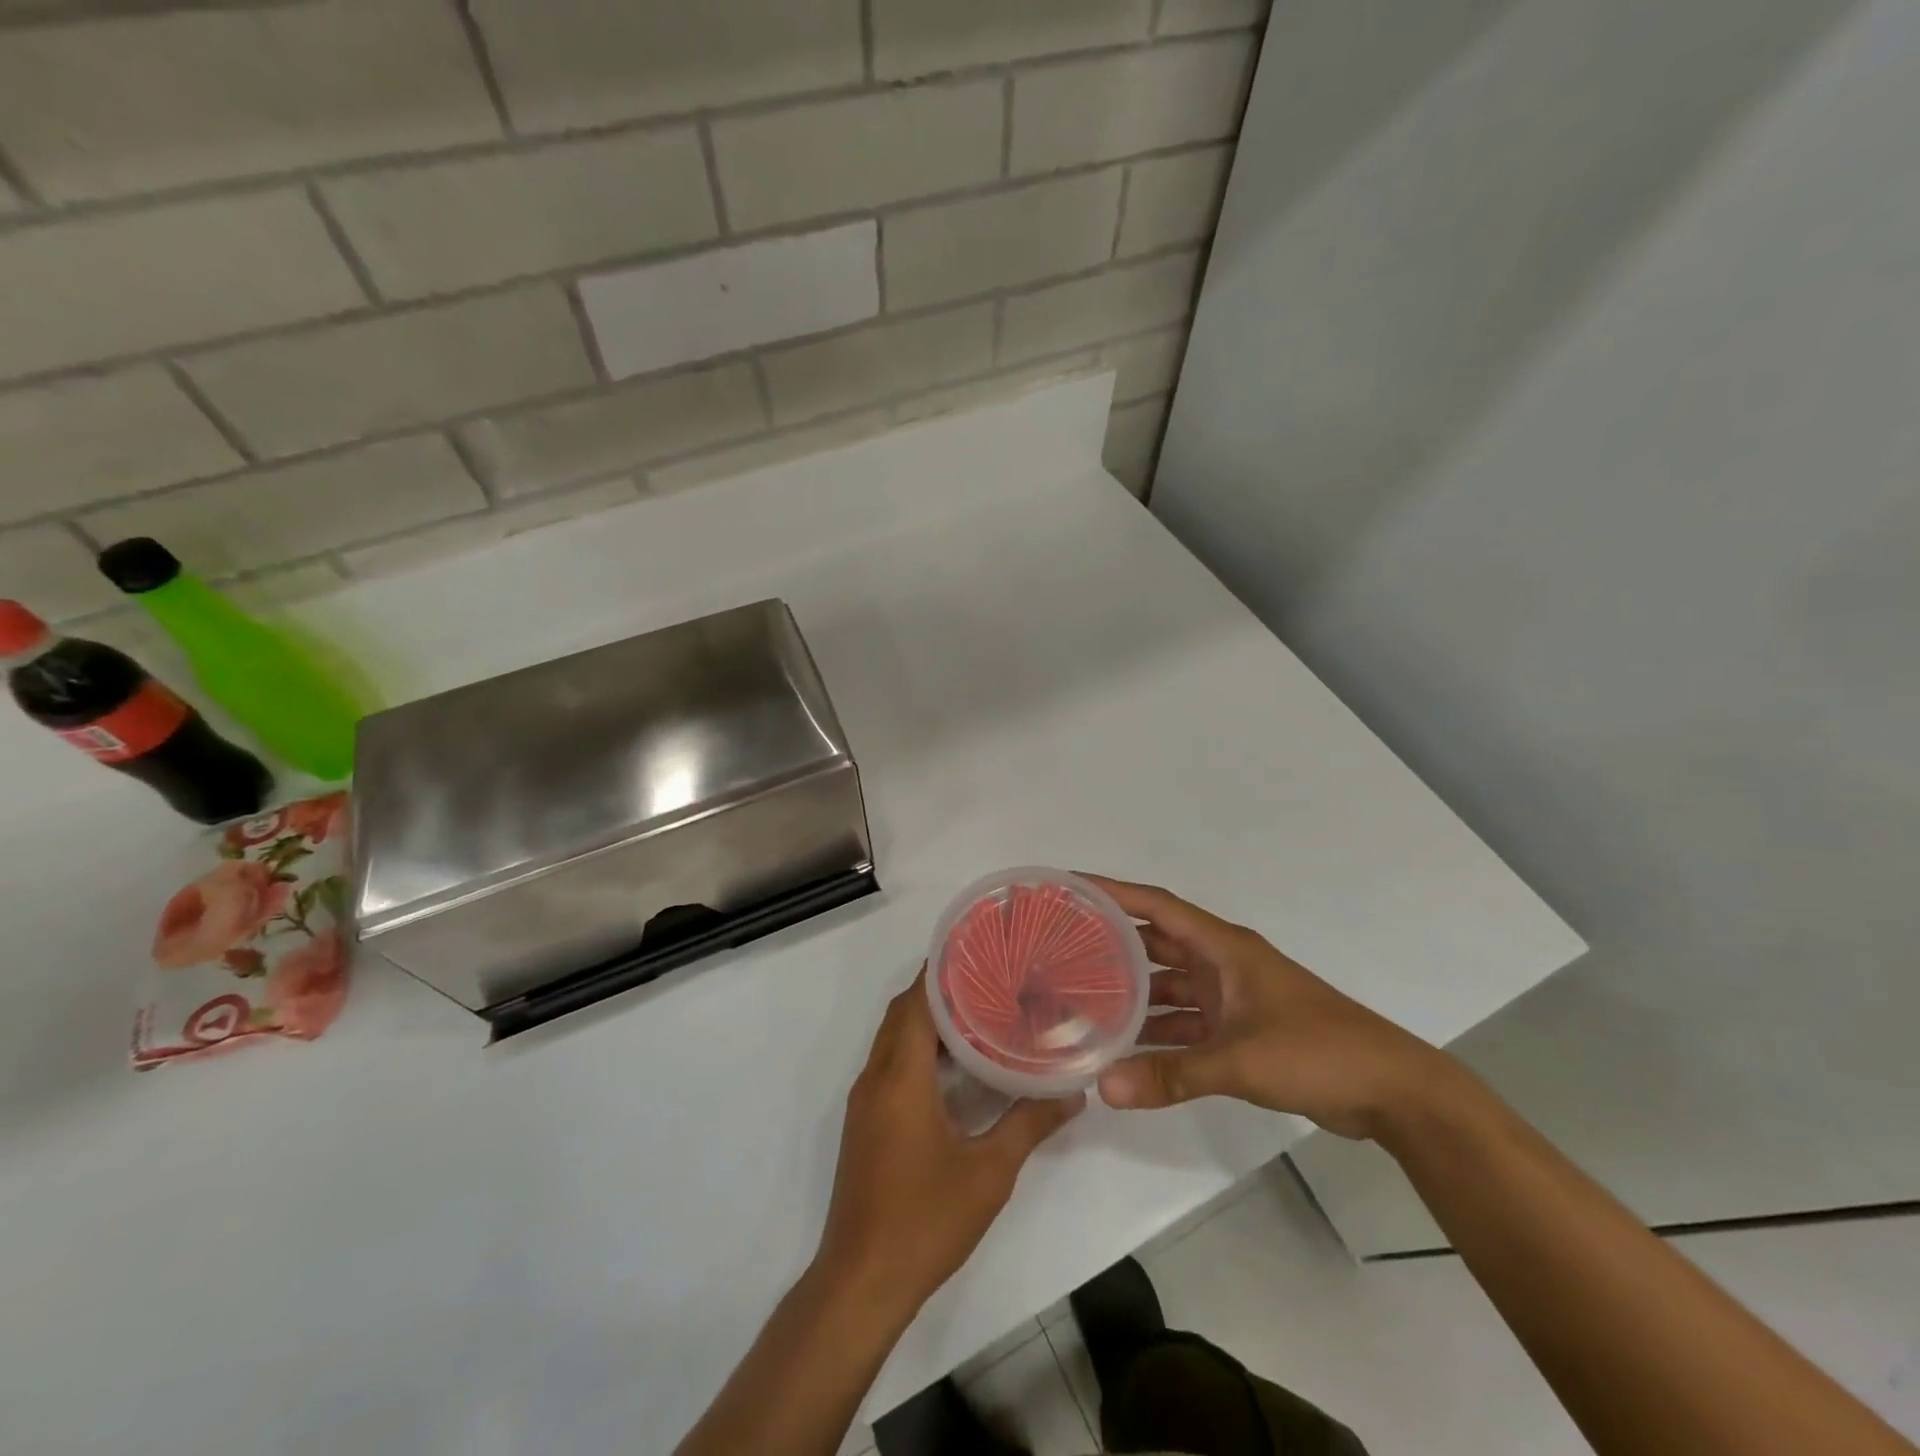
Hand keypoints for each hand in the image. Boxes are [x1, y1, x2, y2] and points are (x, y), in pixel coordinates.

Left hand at [815, 972, 1083, 1318]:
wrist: (862, 1282)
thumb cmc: (925, 1219)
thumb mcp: (989, 1172)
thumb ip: (1029, 1124)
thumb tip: (1073, 1093)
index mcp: (900, 1076)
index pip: (917, 1002)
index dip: (943, 971)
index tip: (979, 950)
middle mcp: (876, 1077)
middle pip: (903, 1013)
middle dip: (939, 990)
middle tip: (989, 976)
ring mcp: (866, 1100)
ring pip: (894, 1038)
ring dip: (928, 1020)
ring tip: (979, 1011)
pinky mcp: (865, 1122)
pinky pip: (890, 1063)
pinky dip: (918, 1049)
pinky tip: (955, 1066)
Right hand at [1085, 876, 1455, 1139]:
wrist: (1392, 1091)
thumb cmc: (1316, 1052)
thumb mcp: (1239, 1061)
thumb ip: (1172, 1075)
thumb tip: (1104, 1089)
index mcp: (1223, 947)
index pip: (1156, 906)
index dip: (1112, 892)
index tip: (1069, 888)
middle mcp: (1221, 963)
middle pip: (1155, 943)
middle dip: (1112, 944)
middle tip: (1061, 949)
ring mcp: (1230, 996)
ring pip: (1168, 985)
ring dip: (1132, 993)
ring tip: (1080, 999)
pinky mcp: (1239, 1028)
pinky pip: (1185, 1021)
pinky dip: (1158, 1032)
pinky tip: (1124, 1048)